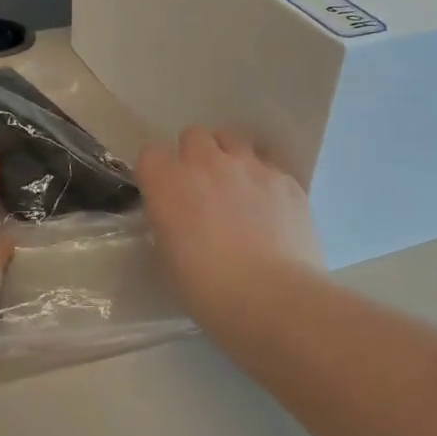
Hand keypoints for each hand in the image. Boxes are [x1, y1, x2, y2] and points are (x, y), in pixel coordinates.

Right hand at [136, 129, 323, 332]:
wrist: (273, 299)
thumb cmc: (207, 290)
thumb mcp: (168, 257)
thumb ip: (168, 223)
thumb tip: (177, 217)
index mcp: (168, 183)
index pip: (150, 155)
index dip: (156, 174)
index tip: (162, 195)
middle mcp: (207, 163)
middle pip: (193, 136)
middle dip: (193, 156)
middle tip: (200, 188)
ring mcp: (250, 167)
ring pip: (232, 140)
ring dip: (228, 158)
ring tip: (235, 189)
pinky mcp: (286, 180)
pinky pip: (268, 165)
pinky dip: (262, 180)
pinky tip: (269, 209)